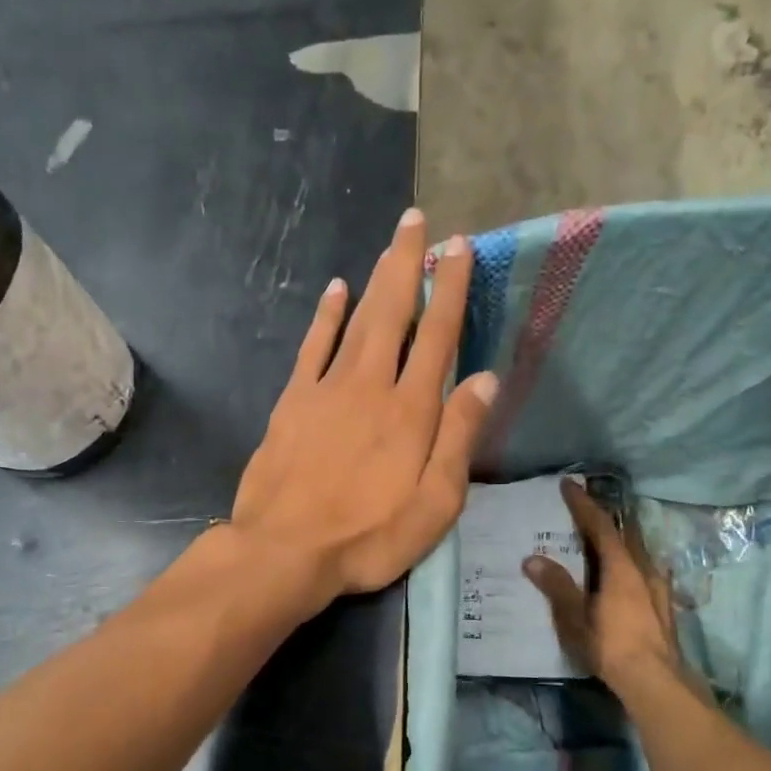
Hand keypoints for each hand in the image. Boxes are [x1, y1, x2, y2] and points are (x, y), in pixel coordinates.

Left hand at [231, 208, 498, 608]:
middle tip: (417, 220)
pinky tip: (336, 290)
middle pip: (393, 311)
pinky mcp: (292, 402)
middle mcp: (371, 384)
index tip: (458, 247)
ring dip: (375, 279)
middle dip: (408, 263)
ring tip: (390, 243)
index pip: (438, 335)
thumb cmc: (368, 537)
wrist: (284, 550)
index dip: (450, 288)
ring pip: (356, 320)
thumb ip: (459, 438)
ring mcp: (326, 388)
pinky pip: (312, 346)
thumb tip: (487, 380)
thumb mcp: (435, 503)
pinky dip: (325, 315)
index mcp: (411, 409)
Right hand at [522, 479, 691, 698]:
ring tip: (605, 537)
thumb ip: (557, 586)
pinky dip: (631, 561)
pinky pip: (645, 570)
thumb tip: (532, 559)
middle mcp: (643, 570)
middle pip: (625, 534)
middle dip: (606, 517)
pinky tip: (629, 573)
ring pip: (639, 552)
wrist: (656, 681)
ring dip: (621, 539)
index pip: (600, 526)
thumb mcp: (575, 617)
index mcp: (621, 567)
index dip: (583, 504)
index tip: (568, 485)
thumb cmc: (611, 645)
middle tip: (587, 507)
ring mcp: (658, 588)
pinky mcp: (663, 607)